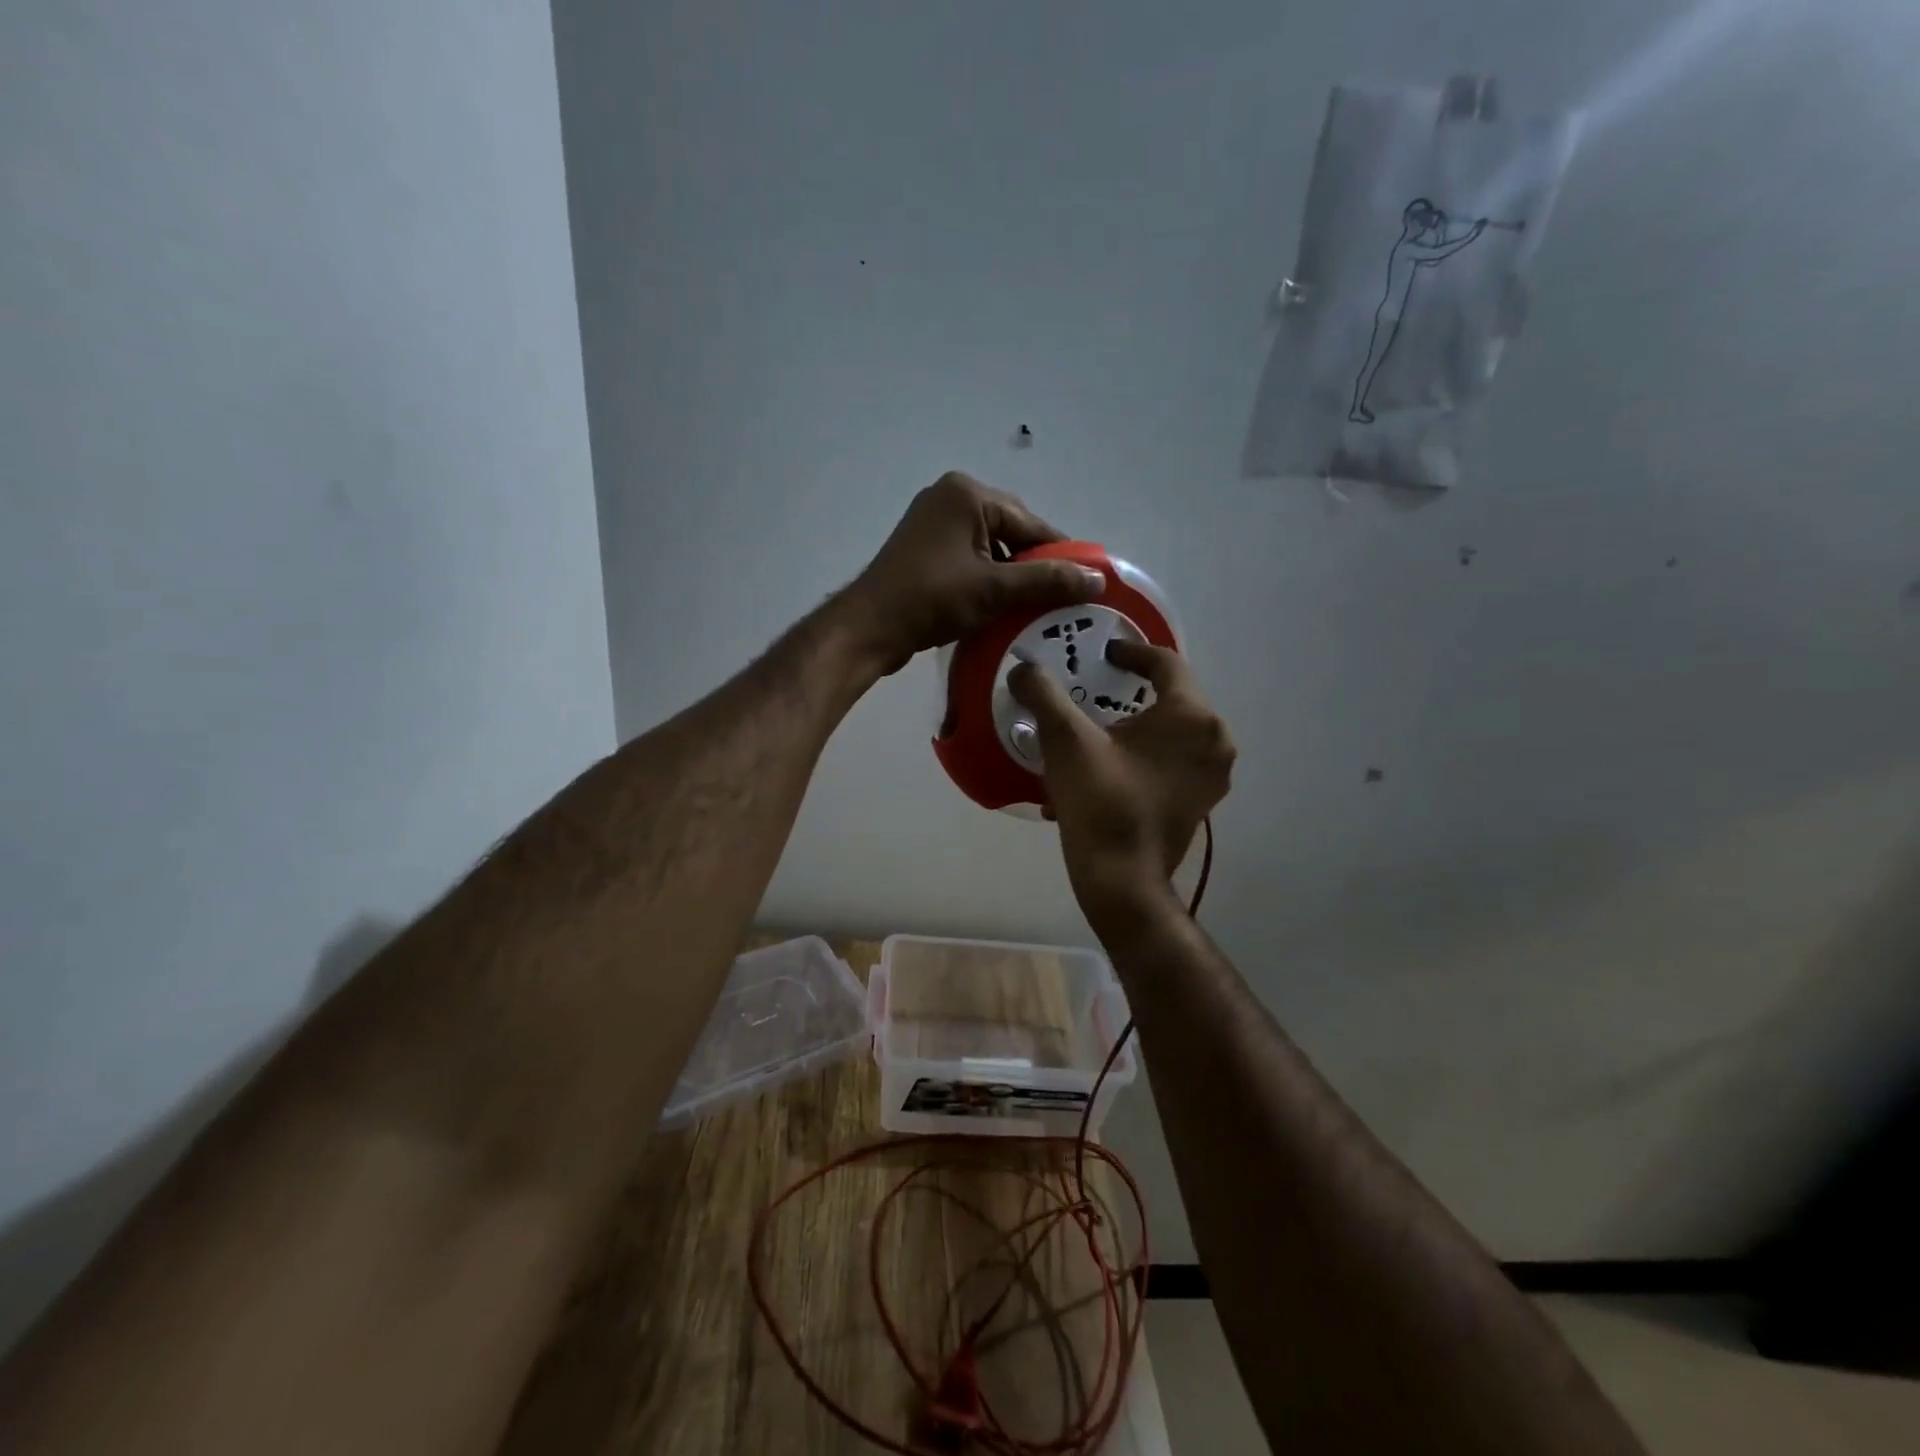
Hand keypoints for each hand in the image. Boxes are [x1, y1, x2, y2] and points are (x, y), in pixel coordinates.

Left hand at [839, 472, 1107, 674]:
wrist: (870, 627)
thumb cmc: (932, 599)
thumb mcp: (995, 590)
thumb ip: (1047, 580)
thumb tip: (1098, 580)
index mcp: (968, 493)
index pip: (1031, 523)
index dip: (1061, 554)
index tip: (1086, 583)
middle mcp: (950, 497)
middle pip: (1012, 531)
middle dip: (1034, 565)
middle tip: (1058, 600)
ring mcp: (933, 522)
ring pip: (991, 547)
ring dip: (1011, 575)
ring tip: (1032, 607)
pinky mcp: (924, 548)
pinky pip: (969, 557)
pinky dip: (987, 578)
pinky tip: (1000, 605)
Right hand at [1009, 640, 1234, 912]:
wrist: (1122, 880)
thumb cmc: (1101, 802)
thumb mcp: (1065, 740)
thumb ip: (1043, 694)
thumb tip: (1023, 668)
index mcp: (1192, 717)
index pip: (1166, 664)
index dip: (1132, 652)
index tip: (1105, 653)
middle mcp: (1215, 741)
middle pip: (1172, 698)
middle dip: (1131, 692)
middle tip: (1097, 689)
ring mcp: (1211, 776)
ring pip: (1170, 734)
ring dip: (1135, 727)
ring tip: (1096, 731)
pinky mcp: (1200, 802)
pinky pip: (1170, 763)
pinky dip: (1141, 757)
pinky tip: (1104, 770)